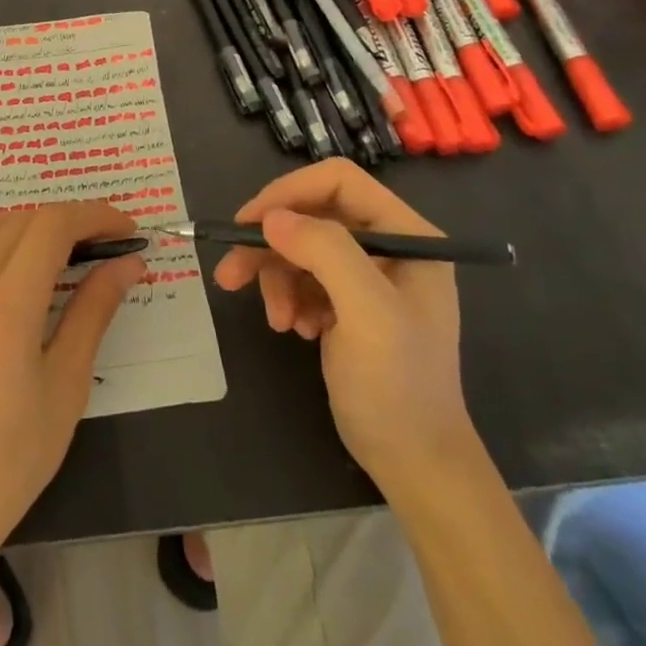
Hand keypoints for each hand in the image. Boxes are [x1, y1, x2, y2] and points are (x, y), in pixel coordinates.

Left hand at [0, 203, 143, 637]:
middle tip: (100, 246)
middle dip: (65, 220)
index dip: (94, 215)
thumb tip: (127, 263)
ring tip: (58, 257)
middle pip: (18, 220)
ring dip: (25, 228)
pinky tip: (10, 285)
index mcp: (4, 306)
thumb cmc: (9, 462)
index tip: (126, 228)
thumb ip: (94, 313)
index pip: (52, 226)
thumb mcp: (65, 388)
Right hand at [213, 159, 470, 491]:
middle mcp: (388, 245)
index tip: (250, 223)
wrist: (414, 464)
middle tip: (231, 273)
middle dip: (270, 245)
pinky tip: (293, 329)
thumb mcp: (368, 313)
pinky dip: (286, 297)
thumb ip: (325, 253)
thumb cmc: (399, 385)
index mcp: (408, 234)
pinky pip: (301, 278)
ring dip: (275, 278)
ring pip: (299, 248)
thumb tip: (270, 218)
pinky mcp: (346, 302)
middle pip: (311, 216)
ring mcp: (366, 275)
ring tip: (275, 320)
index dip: (289, 193)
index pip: (339, 182)